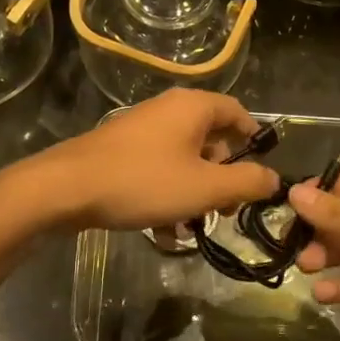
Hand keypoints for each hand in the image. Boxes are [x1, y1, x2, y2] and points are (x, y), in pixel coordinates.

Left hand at [15, 89, 280, 232]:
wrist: (66, 188)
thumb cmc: (144, 182)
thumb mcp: (205, 187)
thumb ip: (246, 182)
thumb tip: (273, 178)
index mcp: (193, 107)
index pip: (237, 112)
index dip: (254, 140)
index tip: (261, 173)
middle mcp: (168, 110)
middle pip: (211, 139)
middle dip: (223, 177)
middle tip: (226, 210)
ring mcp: (141, 129)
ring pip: (183, 160)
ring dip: (194, 194)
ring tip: (192, 228)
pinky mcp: (121, 151)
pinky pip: (157, 170)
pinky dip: (167, 195)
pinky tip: (164, 232)